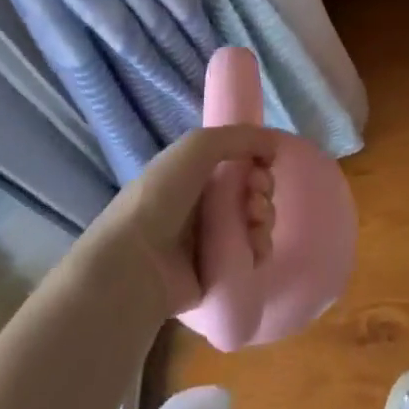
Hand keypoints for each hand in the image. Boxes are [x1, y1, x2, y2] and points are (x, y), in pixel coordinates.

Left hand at [99, 126, 278, 315]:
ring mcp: (210, 240)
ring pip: (255, 222)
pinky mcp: (218, 272)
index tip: (262, 165)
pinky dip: (260, 248)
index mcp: (193, 174)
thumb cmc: (161, 196)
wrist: (134, 263)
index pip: (238, 162)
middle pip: (250, 191)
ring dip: (264, 217)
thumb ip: (239, 136)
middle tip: (254, 196)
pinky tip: (255, 246)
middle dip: (262, 189)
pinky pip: (251, 255)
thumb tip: (274, 144)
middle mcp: (201, 205)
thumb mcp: (197, 146)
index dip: (256, 161)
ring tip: (254, 222)